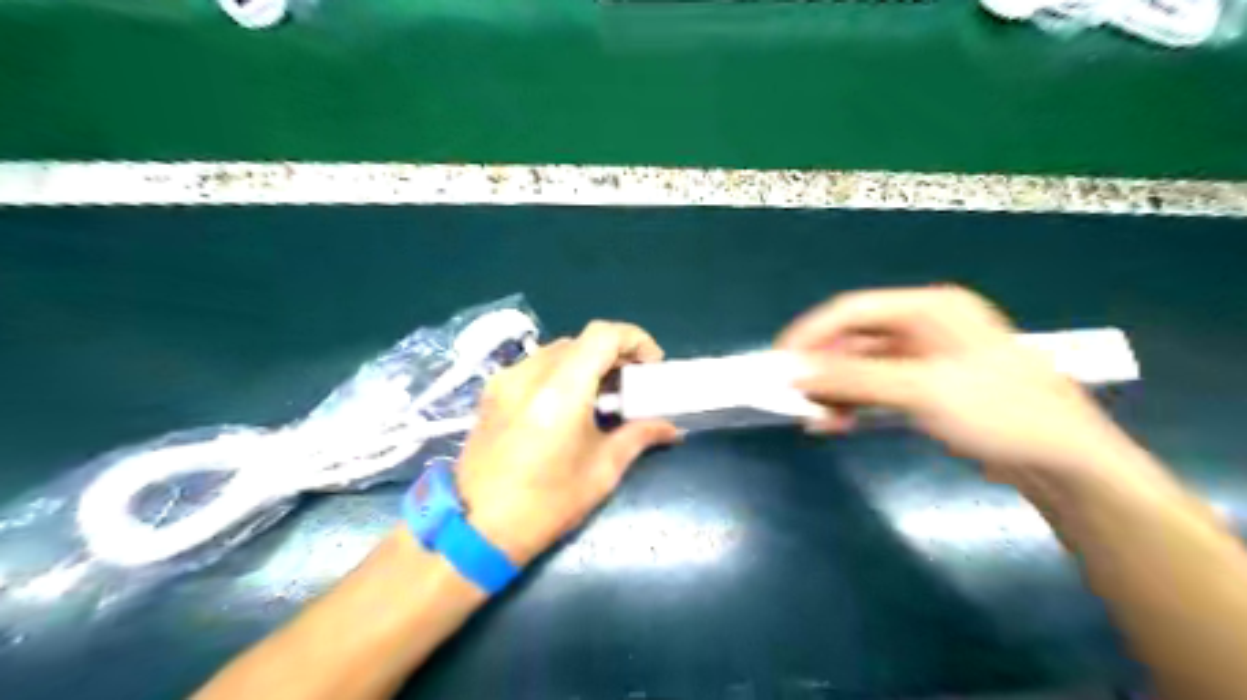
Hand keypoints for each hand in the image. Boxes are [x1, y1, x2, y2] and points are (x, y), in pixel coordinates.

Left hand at [457, 319, 678, 565]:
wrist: (476, 530)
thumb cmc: (547, 504)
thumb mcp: (602, 471)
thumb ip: (639, 436)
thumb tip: (671, 428)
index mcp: (560, 389)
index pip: (603, 335)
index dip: (635, 339)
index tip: (651, 365)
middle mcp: (529, 374)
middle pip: (581, 341)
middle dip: (614, 354)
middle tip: (632, 384)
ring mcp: (505, 380)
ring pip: (557, 352)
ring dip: (587, 363)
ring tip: (603, 395)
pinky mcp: (492, 393)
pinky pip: (535, 367)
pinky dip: (561, 374)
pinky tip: (570, 405)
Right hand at [776, 286, 1138, 487]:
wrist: (1065, 463)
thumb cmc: (999, 412)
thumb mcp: (922, 390)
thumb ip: (853, 378)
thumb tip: (795, 373)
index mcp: (929, 308)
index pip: (852, 309)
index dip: (811, 334)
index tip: (780, 363)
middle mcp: (924, 326)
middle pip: (855, 339)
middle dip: (823, 369)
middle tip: (796, 399)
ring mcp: (927, 357)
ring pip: (863, 366)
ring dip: (837, 390)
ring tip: (818, 420)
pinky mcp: (928, 387)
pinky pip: (878, 387)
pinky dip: (856, 402)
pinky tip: (840, 423)